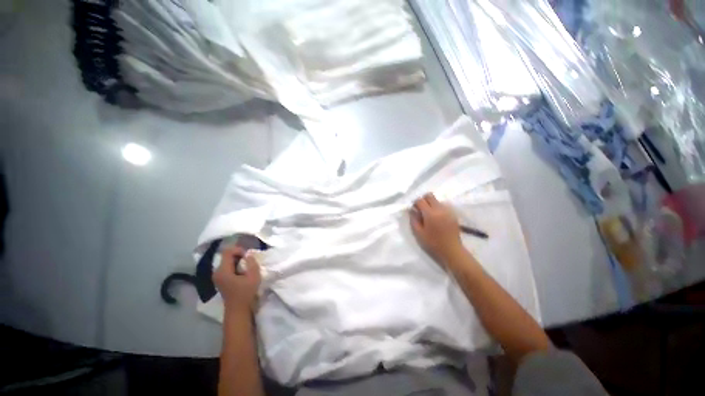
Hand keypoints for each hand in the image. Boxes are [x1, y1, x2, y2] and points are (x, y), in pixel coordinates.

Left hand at [213, 246, 261, 314]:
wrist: (237, 309)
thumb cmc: (246, 293)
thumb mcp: (253, 276)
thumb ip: (251, 263)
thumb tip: (248, 254)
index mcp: (223, 271)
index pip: (227, 251)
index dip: (238, 250)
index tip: (248, 255)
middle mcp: (217, 272)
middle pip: (226, 255)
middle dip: (238, 254)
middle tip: (249, 259)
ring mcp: (217, 276)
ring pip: (226, 260)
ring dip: (237, 260)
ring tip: (247, 265)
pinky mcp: (220, 279)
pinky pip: (227, 266)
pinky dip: (235, 265)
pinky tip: (242, 271)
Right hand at [410, 193, 463, 263]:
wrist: (452, 250)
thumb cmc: (433, 243)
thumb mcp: (418, 233)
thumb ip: (414, 219)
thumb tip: (412, 210)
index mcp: (430, 213)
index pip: (420, 200)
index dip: (415, 203)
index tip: (414, 210)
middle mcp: (439, 209)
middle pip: (430, 196)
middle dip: (423, 200)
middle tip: (421, 210)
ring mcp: (447, 211)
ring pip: (437, 200)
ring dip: (431, 204)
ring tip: (429, 216)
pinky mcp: (453, 214)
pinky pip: (443, 206)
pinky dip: (437, 209)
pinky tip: (437, 219)